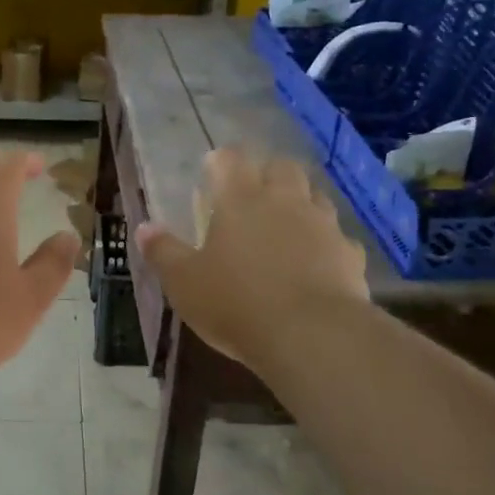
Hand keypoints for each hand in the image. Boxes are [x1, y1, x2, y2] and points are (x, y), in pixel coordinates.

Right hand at [135, 147, 369, 372]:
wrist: (311, 335)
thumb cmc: (236, 303)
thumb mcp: (184, 282)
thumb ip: (163, 252)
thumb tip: (144, 228)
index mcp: (241, 199)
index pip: (231, 159)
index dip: (221, 160)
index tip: (212, 170)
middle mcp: (285, 200)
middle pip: (282, 167)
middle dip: (267, 173)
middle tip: (252, 194)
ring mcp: (323, 224)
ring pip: (315, 196)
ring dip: (300, 203)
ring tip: (285, 225)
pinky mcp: (349, 254)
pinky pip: (337, 238)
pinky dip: (325, 243)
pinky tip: (316, 263)